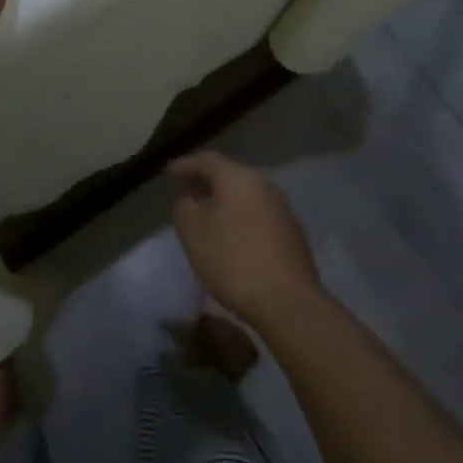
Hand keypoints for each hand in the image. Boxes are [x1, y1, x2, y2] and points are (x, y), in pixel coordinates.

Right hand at [170, 153, 322, 332]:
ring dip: (225, 203)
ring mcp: (282, 210)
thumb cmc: (232, 260)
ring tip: (207, 217)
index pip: (207, 161)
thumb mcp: (192, 232)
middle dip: (207, 184)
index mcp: (238, 177)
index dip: (186, 166)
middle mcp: (264, 185)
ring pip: (246, 197)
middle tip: (187, 193)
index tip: (170, 173)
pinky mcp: (292, 235)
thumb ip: (185, 208)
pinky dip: (241, 220)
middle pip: (230, 176)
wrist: (287, 302)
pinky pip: (258, 217)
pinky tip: (232, 237)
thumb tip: (192, 200)